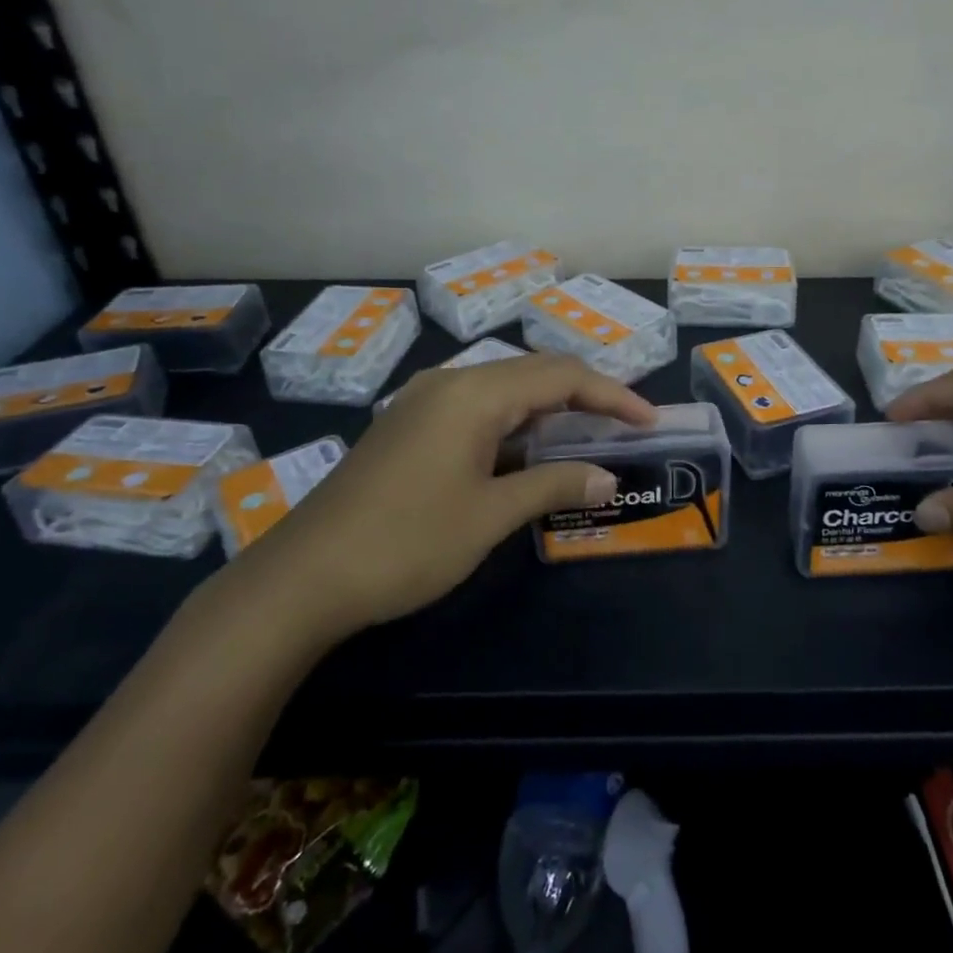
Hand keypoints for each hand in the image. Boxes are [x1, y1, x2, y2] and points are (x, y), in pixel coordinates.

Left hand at [240, 353, 655, 636]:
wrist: (302, 578)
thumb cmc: (406, 542)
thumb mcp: (490, 515)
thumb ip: (554, 484)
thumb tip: (607, 477)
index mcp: (474, 392)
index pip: (561, 375)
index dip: (613, 394)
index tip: (649, 421)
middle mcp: (449, 382)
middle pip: (534, 373)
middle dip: (585, 396)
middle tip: (625, 427)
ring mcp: (423, 402)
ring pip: (504, 391)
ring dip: (549, 411)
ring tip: (588, 438)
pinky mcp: (408, 426)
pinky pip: (477, 410)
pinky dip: (515, 425)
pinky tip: (528, 453)